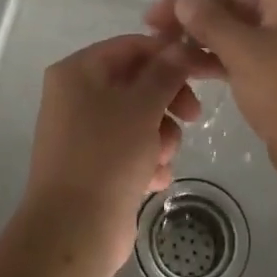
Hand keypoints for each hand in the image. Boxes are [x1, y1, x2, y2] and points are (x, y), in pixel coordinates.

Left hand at [21, 34, 202, 275]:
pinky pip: (130, 149)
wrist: (74, 230)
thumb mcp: (143, 106)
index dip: (169, 55)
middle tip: (193, 117)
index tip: (202, 70)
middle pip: (137, 83)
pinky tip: (154, 179)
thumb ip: (166, 72)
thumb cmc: (107, 155)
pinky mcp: (94, 164)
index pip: (131, 46)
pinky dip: (147, 161)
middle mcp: (76, 95)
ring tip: (162, 159)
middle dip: (168, 102)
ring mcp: (84, 132)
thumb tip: (182, 46)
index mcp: (78, 71)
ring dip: (161, 136)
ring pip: (139, 118)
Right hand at [145, 0, 276, 166]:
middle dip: (195, 2)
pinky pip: (239, 49)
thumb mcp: (243, 50)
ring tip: (160, 43)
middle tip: (154, 19)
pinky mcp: (275, 68)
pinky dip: (213, 53)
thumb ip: (208, 20)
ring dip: (199, 29)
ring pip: (234, 22)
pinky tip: (182, 65)